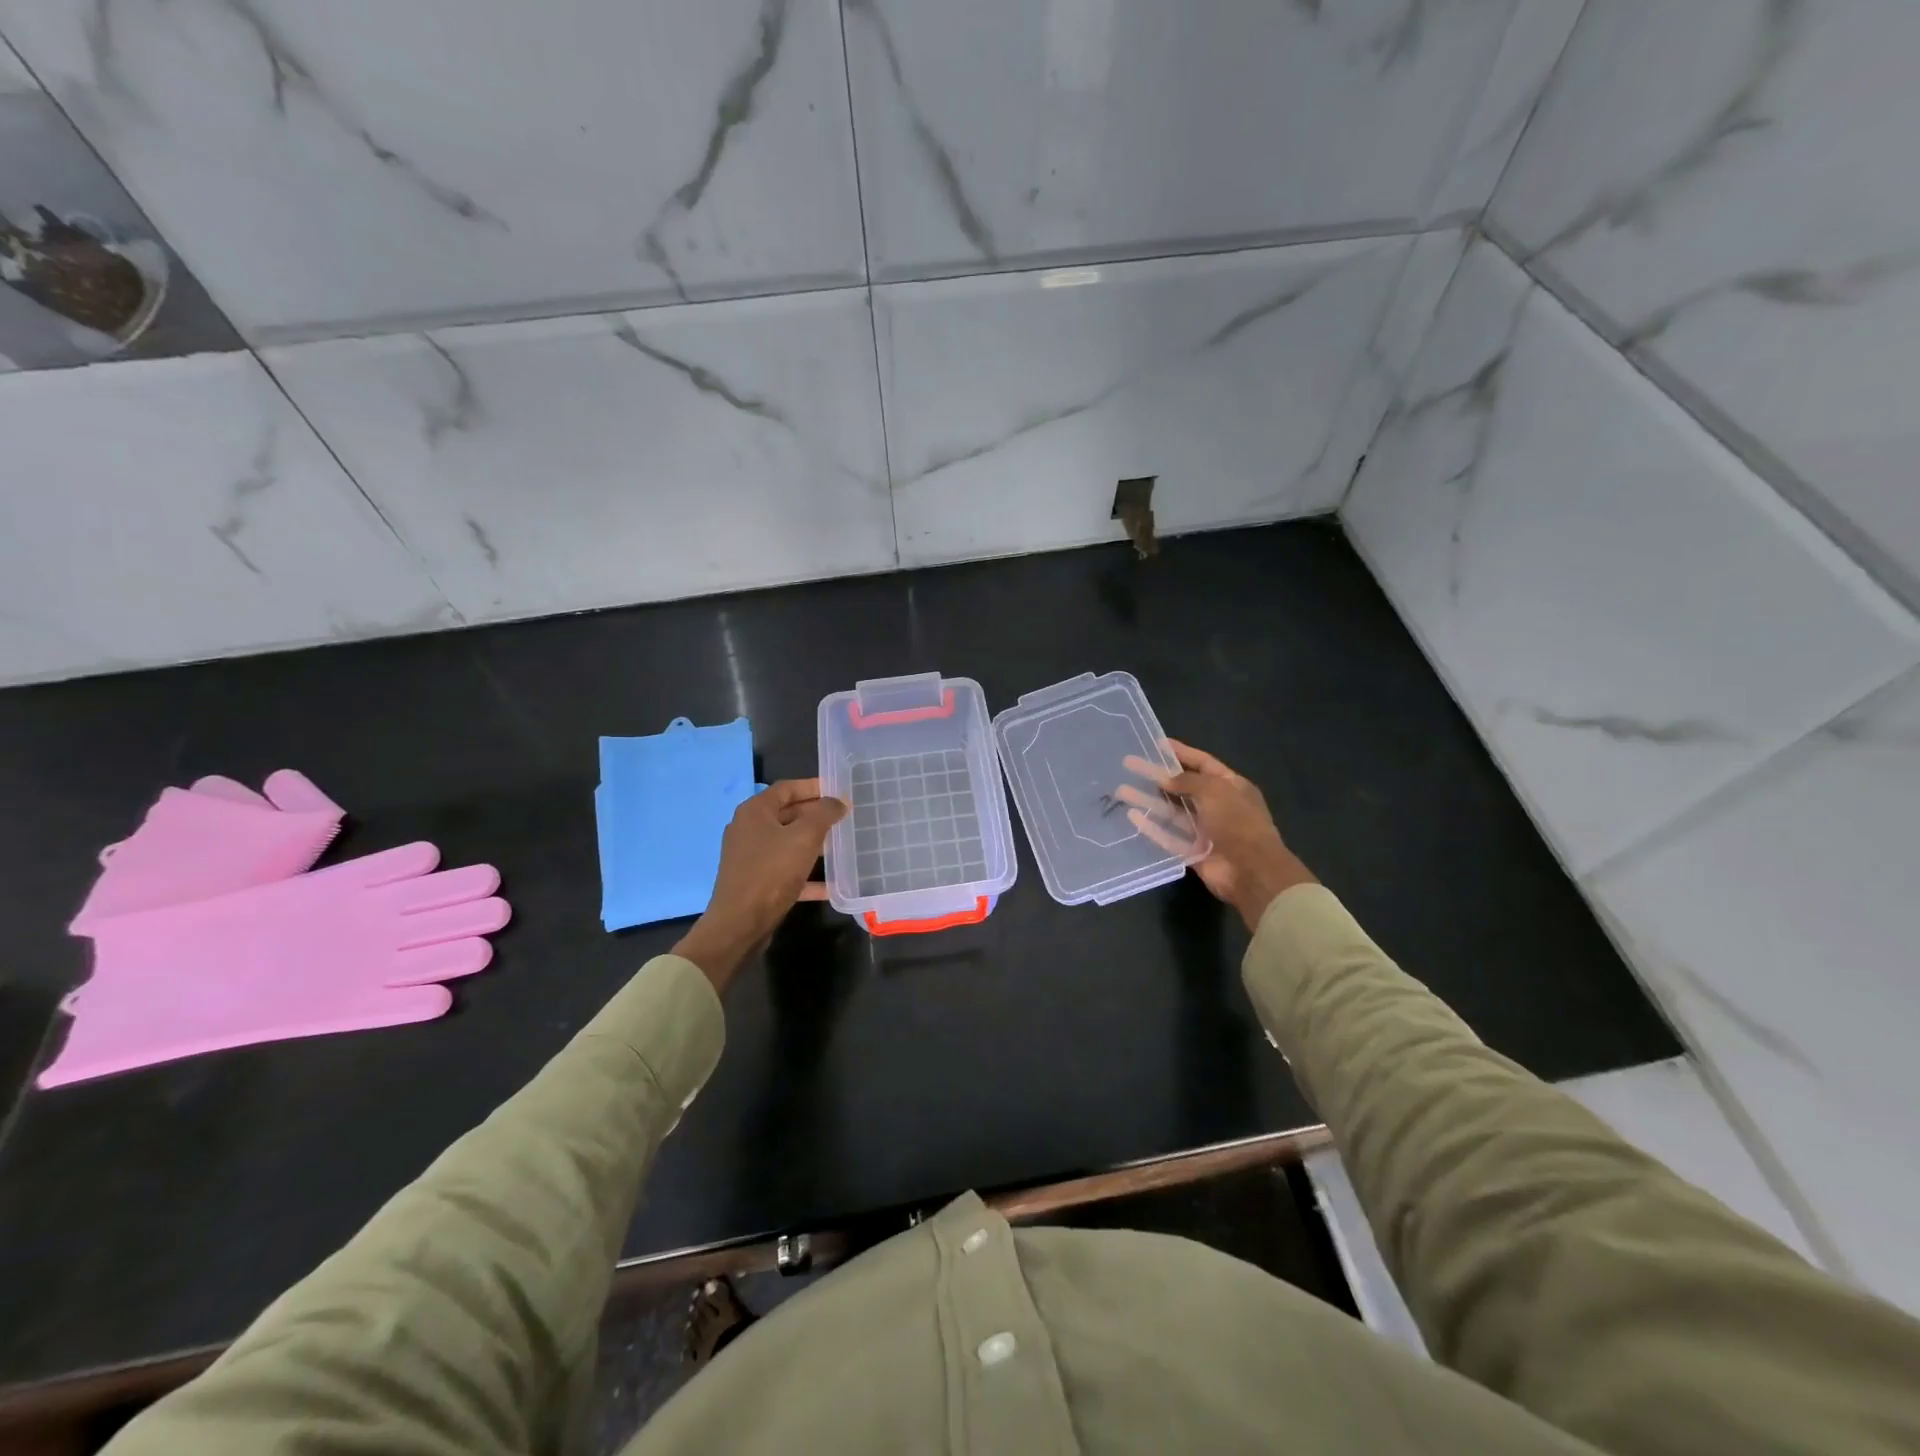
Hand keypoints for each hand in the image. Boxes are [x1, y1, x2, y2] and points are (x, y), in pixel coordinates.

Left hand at [673, 779, 846, 991]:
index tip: (839, 790)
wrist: (740, 924)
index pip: (787, 788)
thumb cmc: (771, 872)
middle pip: (787, 814)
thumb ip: (824, 814)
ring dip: (813, 842)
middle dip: (816, 815)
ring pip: (788, 842)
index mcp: (755, 812)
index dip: (814, 786)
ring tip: (842, 844)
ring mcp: (750, 856)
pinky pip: (785, 870)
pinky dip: (806, 874)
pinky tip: (830, 884)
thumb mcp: (804, 838)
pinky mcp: (755, 881)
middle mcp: (749, 829)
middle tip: (845, 817)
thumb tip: (839, 801)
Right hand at [1118, 739, 1314, 931]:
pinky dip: (1151, 827)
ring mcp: (1205, 831)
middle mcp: (1218, 806)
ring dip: (1148, 801)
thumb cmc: (1237, 822)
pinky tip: (1132, 816)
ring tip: (1121, 790)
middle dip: (1157, 776)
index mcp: (1231, 786)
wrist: (1251, 871)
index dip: (1181, 753)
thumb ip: (1187, 781)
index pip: (1203, 763)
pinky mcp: (1192, 852)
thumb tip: (1165, 779)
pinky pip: (1168, 837)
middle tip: (1130, 765)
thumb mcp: (1215, 790)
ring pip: (1171, 812)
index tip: (1157, 744)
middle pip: (1183, 787)